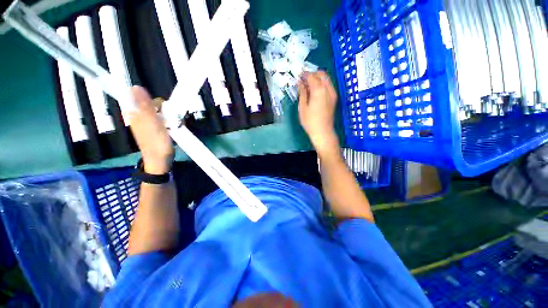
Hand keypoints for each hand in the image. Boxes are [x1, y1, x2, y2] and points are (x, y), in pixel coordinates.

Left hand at [129, 86, 172, 173]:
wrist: (160, 160)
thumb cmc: (156, 143)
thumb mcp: (151, 123)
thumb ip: (145, 106)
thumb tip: (136, 87)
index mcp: (135, 113)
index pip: (145, 97)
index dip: (158, 102)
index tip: (167, 110)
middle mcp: (140, 116)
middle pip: (154, 104)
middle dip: (166, 109)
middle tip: (173, 120)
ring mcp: (148, 122)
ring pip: (161, 111)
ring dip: (170, 116)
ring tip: (175, 125)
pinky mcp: (155, 128)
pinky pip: (164, 119)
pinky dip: (171, 121)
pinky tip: (174, 127)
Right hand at [298, 71, 339, 156]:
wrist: (323, 132)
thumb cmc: (310, 121)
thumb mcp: (302, 107)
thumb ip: (302, 93)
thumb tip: (300, 83)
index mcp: (318, 90)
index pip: (311, 76)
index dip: (304, 74)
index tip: (298, 76)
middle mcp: (327, 89)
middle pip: (321, 74)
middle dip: (312, 73)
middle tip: (304, 79)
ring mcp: (333, 93)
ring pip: (326, 79)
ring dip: (318, 78)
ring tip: (308, 84)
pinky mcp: (334, 98)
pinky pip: (329, 85)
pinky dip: (322, 84)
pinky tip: (315, 91)